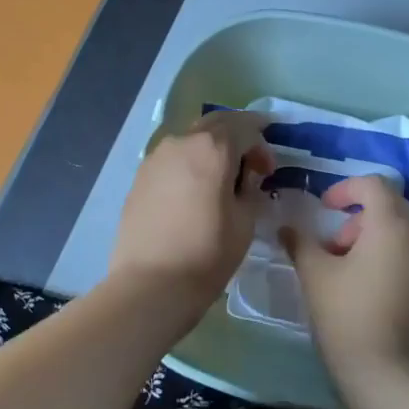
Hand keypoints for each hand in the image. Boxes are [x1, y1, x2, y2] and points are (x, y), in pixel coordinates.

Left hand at [109, 111, 274, 315]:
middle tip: (250, 165)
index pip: (245, 126)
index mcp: (212, 147)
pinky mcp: (140, 177)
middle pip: (215, 125)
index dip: (262, 144)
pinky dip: (190, 164)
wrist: (151, 283)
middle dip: (237, 138)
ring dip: (211, 149)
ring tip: (221, 179)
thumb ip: (250, 189)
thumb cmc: (207, 253)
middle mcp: (181, 142)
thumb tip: (245, 180)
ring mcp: (155, 158)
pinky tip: (195, 191)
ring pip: (191, 140)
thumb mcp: (246, 221)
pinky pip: (172, 159)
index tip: (268, 170)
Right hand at [281, 174, 408, 382]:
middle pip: (392, 207)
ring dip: (376, 239)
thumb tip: (287, 228)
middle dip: (360, 217)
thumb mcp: (315, 275)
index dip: (345, 188)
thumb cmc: (346, 315)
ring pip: (405, 234)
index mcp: (391, 226)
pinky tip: (372, 292)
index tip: (324, 208)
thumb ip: (300, 243)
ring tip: (349, 272)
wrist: (387, 374)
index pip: (373, 184)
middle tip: (334, 246)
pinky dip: (393, 260)